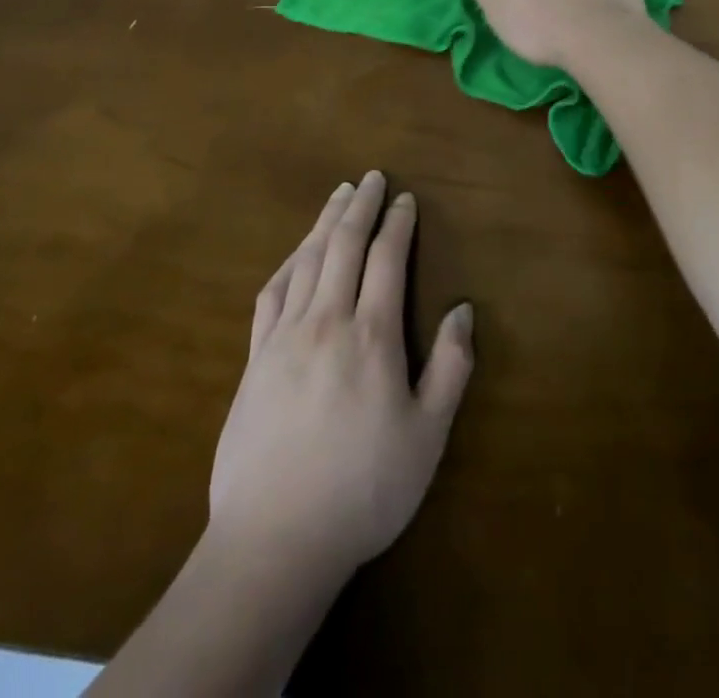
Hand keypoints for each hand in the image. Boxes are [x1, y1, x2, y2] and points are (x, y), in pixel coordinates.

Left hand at [209, 172, 473, 577]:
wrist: (274, 540)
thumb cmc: (364, 489)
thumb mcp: (427, 436)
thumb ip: (449, 367)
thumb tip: (463, 309)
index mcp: (372, 335)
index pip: (386, 259)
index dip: (397, 224)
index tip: (405, 199)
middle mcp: (327, 320)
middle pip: (344, 245)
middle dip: (360, 206)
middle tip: (370, 177)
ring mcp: (285, 336)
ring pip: (308, 259)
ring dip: (325, 222)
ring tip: (338, 195)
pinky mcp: (255, 358)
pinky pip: (272, 292)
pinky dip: (289, 261)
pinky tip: (297, 253)